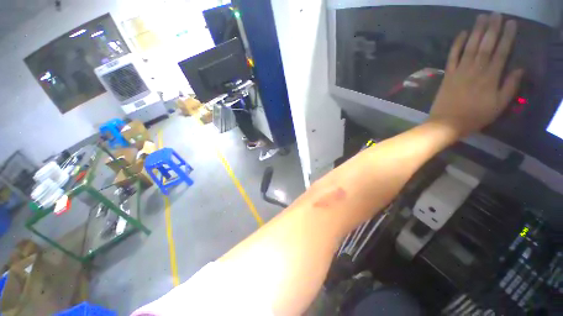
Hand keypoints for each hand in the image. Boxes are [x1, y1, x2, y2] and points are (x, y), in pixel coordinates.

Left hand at [429, 13, 523, 136]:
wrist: (447, 123)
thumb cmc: (475, 116)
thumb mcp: (499, 106)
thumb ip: (510, 87)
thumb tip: (520, 69)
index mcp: (491, 77)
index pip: (501, 52)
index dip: (507, 37)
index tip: (511, 23)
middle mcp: (476, 70)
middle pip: (486, 45)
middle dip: (492, 28)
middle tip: (496, 14)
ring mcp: (460, 72)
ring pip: (470, 47)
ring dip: (476, 31)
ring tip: (481, 18)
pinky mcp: (448, 75)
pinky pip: (452, 57)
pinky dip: (457, 45)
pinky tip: (461, 34)